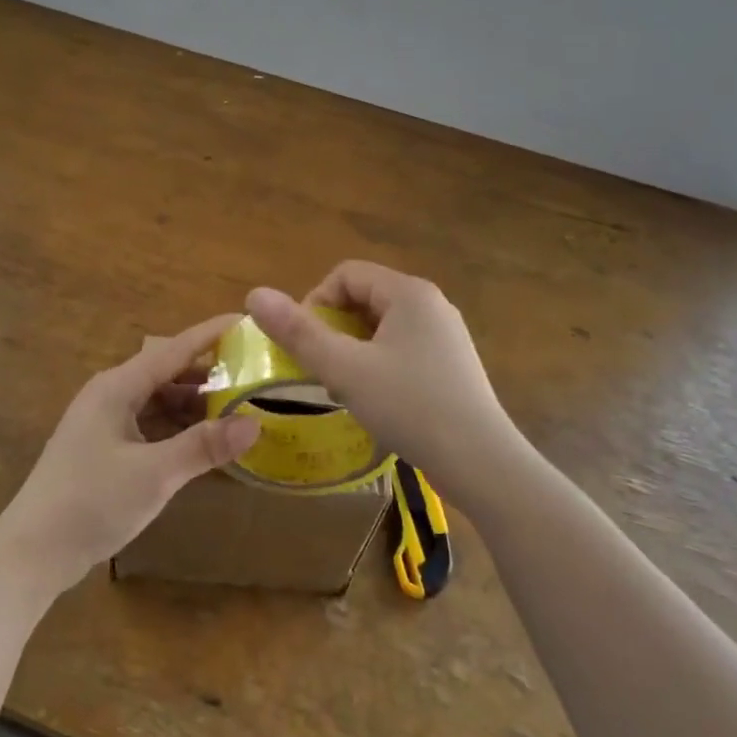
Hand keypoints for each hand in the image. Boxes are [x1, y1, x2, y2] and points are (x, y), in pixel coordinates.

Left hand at [0, 315, 261, 596]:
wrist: (30, 554)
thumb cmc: (90, 502)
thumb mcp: (154, 474)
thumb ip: (204, 446)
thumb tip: (254, 422)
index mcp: (118, 387)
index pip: (174, 349)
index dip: (212, 334)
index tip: (248, 320)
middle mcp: (111, 395)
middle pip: (168, 373)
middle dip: (209, 373)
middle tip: (255, 374)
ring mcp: (105, 423)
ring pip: (159, 401)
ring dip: (195, 405)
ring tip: (238, 408)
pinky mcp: (105, 449)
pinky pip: (150, 425)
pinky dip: (178, 429)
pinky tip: (204, 442)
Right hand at [247, 262, 528, 502]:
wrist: (481, 462)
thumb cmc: (410, 407)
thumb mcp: (344, 369)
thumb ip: (298, 332)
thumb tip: (254, 294)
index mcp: (408, 292)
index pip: (345, 274)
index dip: (315, 302)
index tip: (306, 344)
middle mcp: (431, 304)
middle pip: (364, 297)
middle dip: (334, 328)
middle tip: (323, 369)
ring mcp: (445, 334)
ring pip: (382, 326)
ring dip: (354, 349)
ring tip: (346, 387)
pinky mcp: (452, 363)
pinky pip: (402, 347)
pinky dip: (378, 363)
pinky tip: (377, 399)